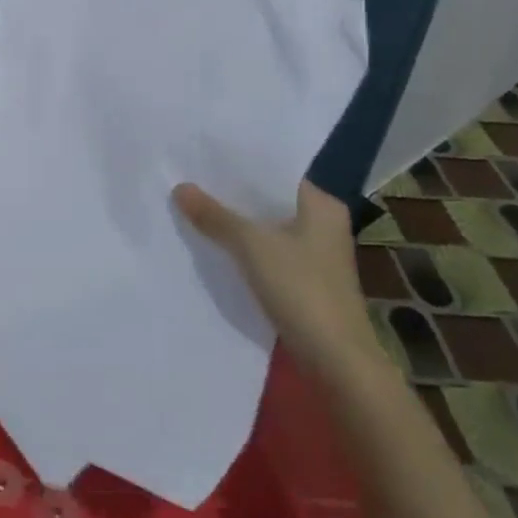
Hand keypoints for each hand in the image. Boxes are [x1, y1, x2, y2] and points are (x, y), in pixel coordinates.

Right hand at [174, 180, 382, 379]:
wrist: (338, 362)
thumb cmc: (302, 289)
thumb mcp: (251, 246)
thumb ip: (214, 216)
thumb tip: (179, 187)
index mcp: (321, 204)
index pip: (274, 171)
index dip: (238, 164)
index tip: (201, 155)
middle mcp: (323, 222)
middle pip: (268, 199)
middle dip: (231, 193)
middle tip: (189, 178)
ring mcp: (317, 253)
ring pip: (267, 226)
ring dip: (236, 221)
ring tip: (193, 206)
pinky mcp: (307, 279)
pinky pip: (269, 250)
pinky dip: (245, 246)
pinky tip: (215, 244)